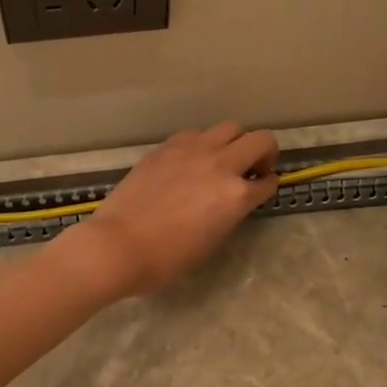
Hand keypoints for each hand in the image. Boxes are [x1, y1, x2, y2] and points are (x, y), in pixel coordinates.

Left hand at [65, 122, 278, 297]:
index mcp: (236, 195)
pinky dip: (202, 144)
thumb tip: (231, 202)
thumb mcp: (211, 242)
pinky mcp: (166, 147)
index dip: (268, 186)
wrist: (119, 245)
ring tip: (221, 161)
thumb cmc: (167, 259)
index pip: (267, 182)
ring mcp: (192, 150)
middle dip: (264, 153)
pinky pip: (195, 134)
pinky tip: (190, 162)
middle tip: (253, 169)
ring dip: (234, 142)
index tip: (263, 188)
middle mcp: (220, 164)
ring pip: (229, 127)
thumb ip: (229, 213)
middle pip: (260, 139)